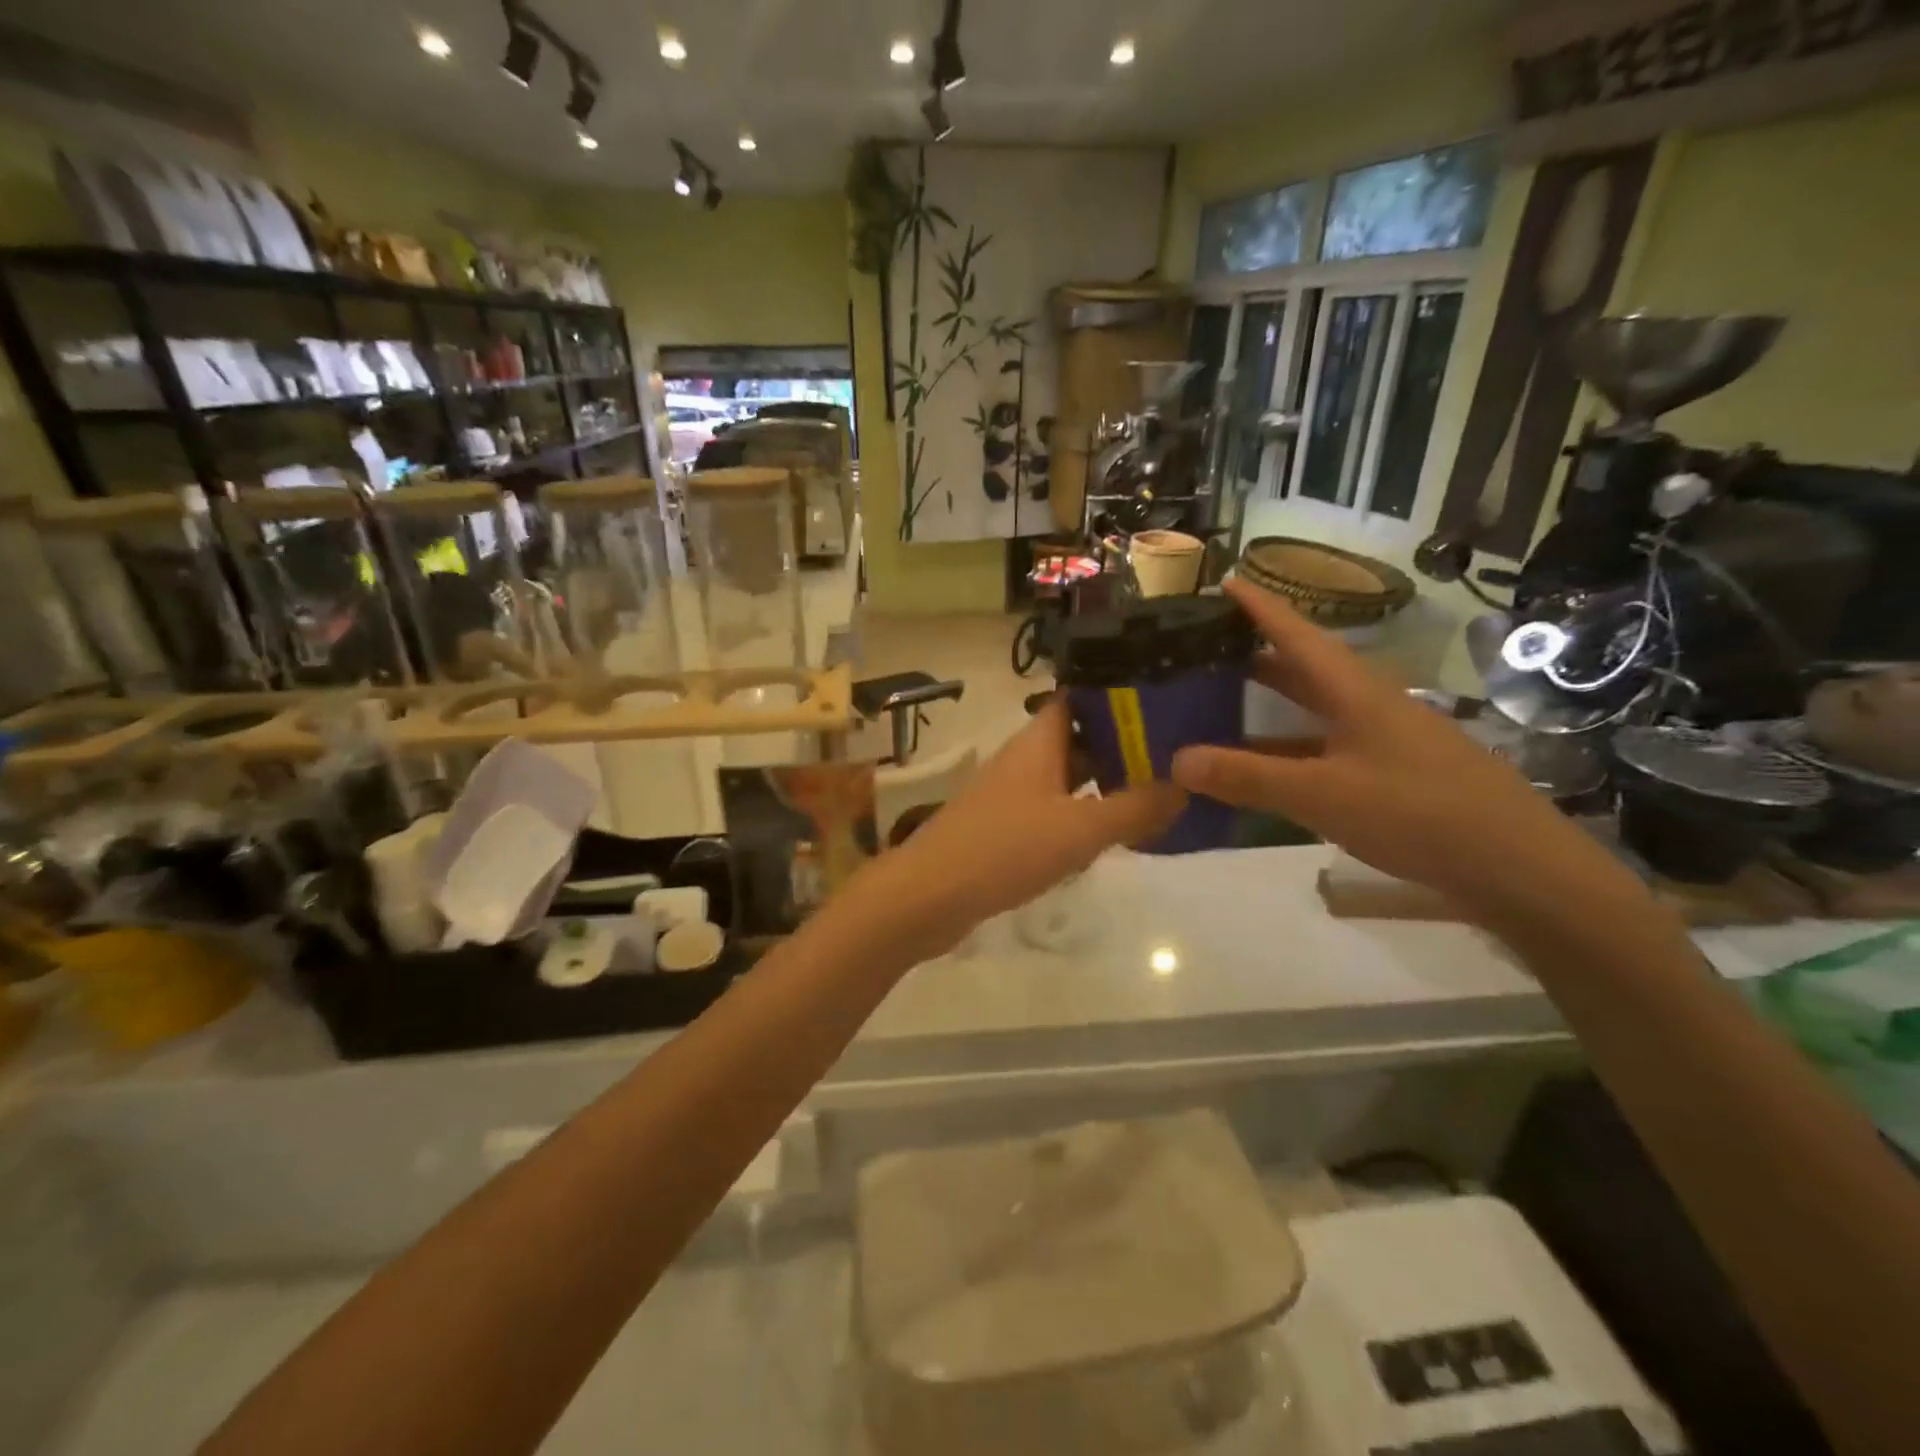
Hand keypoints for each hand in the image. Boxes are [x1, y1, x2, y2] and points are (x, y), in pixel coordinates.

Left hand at [864, 699, 1185, 953]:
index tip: (1168, 699)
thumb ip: (1134, 808)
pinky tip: (1111, 835)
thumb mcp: (1079, 829)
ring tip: (1158, 792)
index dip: (1121, 694)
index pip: (1081, 697)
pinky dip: (1083, 816)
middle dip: (1124, 744)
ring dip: (1105, 783)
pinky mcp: (1005, 828)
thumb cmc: (1003, 849)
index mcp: (1038, 741)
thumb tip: (1184, 787)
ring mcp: (1012, 794)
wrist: (928, 896)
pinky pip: (1054, 811)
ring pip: (1068, 777)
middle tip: (1178, 754)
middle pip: (1079, 739)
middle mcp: (1024, 759)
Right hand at [1171, 578, 1643, 921]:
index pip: (1297, 635)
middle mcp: (1369, 706)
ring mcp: (1384, 742)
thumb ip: (1249, 777)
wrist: (1518, 867)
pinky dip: (1289, 752)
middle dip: (1256, 655)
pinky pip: (1325, 750)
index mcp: (1355, 692)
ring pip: (1314, 712)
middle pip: (1304, 669)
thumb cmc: (1418, 812)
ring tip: (1220, 706)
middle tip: (1206, 649)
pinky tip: (1266, 769)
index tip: (1226, 580)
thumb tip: (1177, 759)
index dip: (1260, 608)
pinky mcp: (1392, 776)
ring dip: (1270, 707)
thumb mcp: (1322, 794)